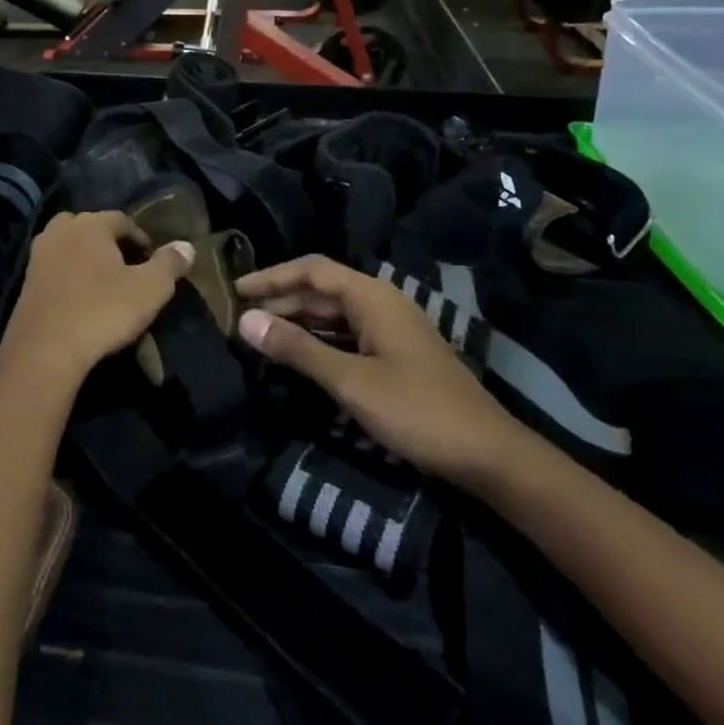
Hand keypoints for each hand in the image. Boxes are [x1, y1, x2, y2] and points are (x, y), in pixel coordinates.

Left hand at [2, 212, 194, 391]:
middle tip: (125, 267)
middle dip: (108, 242)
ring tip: (102, 283)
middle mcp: (61, 231)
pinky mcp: (25, 282)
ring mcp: (38, 255)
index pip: (121, 219)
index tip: (152, 260)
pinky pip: (54, 268)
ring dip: (85, 258)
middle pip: (90, 227)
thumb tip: (187, 246)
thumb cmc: (102, 311)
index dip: (140, 238)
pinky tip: (79, 298)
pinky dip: (68, 276)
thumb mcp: (150, 289)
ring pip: (68, 246)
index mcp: (91, 224)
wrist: (45, 350)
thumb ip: (169, 264)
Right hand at [235, 255, 529, 490]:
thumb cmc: (416, 410)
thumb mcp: (350, 380)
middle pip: (321, 291)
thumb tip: (246, 321)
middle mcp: (381, 303)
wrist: (488, 454)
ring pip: (334, 315)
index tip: (235, 290)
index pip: (311, 270)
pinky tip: (299, 357)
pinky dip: (319, 342)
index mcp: (371, 296)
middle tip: (241, 319)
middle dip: (281, 302)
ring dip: (298, 323)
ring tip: (261, 337)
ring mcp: (391, 329)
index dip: (271, 277)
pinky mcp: (396, 355)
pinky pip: (348, 336)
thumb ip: (297, 348)